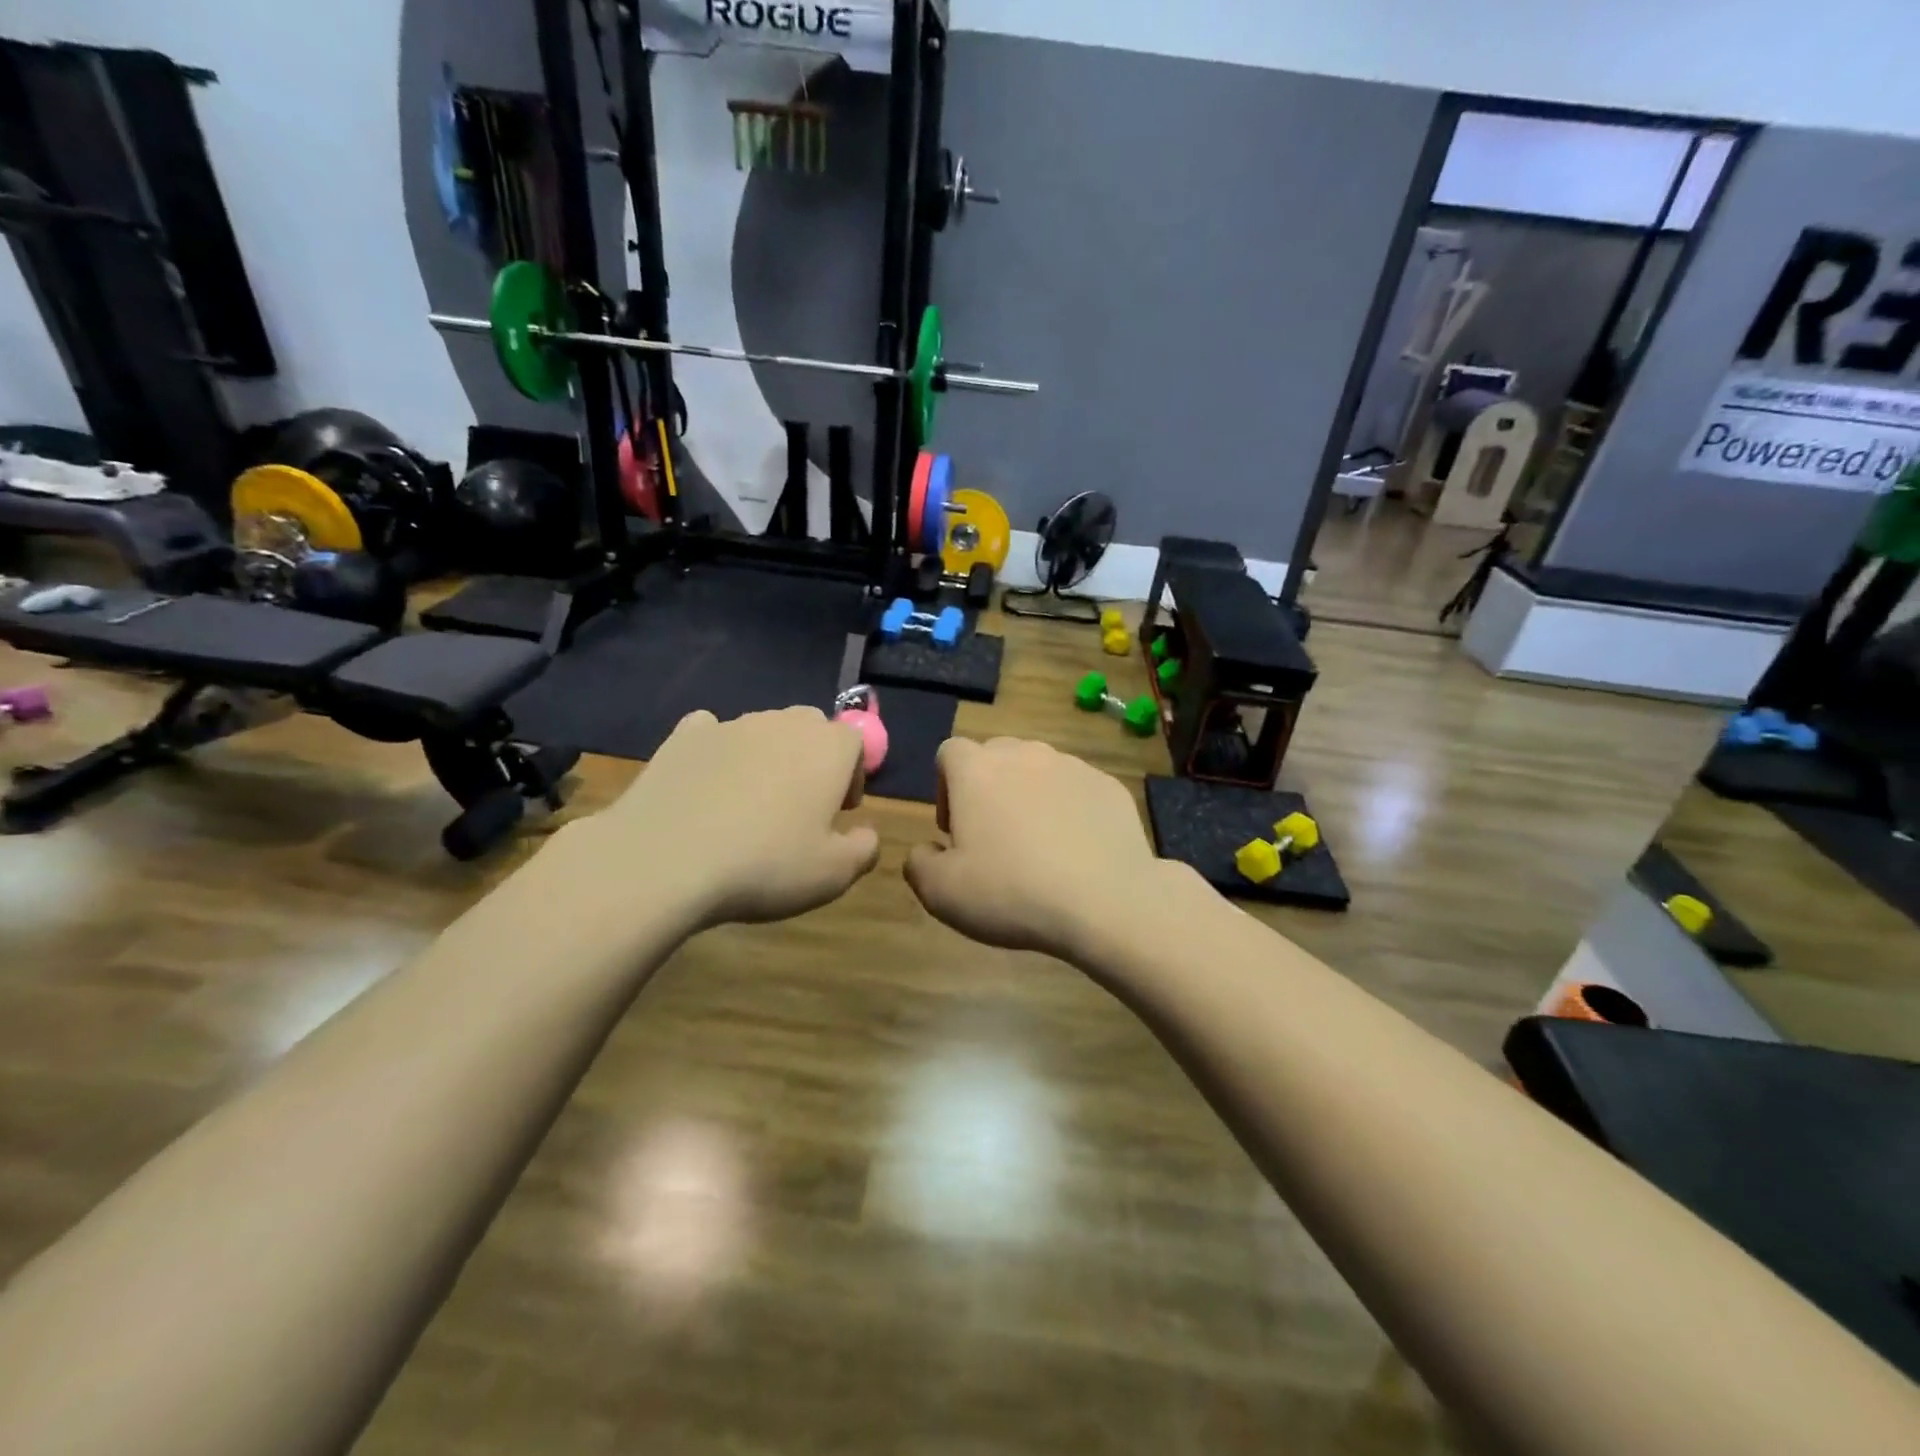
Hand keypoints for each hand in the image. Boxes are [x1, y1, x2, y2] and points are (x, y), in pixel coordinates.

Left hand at [573, 707, 879, 929]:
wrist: (664, 860)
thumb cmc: (765, 865)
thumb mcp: (833, 874)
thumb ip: (864, 850)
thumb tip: (867, 835)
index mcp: (828, 749)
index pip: (855, 742)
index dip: (853, 774)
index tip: (840, 811)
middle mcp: (783, 724)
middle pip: (811, 726)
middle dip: (813, 758)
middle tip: (801, 805)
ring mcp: (731, 725)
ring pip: (763, 729)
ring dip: (768, 756)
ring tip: (750, 803)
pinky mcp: (684, 737)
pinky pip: (711, 732)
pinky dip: (717, 751)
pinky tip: (707, 784)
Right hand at [905, 736, 1162, 961]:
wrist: (1105, 902)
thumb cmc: (1011, 892)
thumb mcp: (942, 893)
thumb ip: (919, 864)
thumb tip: (925, 850)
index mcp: (976, 770)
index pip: (949, 752)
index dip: (945, 787)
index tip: (955, 830)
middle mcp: (1023, 754)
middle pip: (995, 756)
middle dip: (988, 788)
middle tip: (993, 837)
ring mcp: (1071, 765)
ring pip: (1038, 769)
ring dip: (1029, 796)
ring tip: (1039, 845)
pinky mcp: (1108, 785)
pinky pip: (1077, 788)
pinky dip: (1069, 808)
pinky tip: (1076, 850)